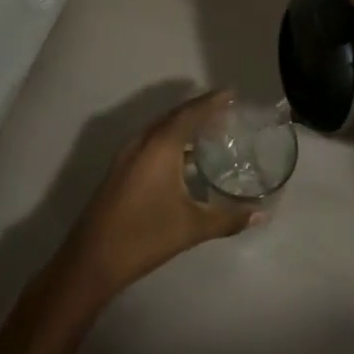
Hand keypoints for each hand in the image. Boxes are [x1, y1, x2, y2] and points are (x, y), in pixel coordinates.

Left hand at [64, 90, 255, 295]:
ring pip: (160, 129)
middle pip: (174, 116)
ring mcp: (127, 155)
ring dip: (184, 125)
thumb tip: (262, 213)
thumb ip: (228, 218)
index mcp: (160, 145)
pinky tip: (185, 158)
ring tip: (210, 131)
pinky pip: (151, 142)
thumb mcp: (192, 227)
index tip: (232, 93)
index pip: (190, 113)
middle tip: (226, 110)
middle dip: (199, 110)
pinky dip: (171, 140)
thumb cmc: (145, 236)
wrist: (92, 259)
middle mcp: (142, 141)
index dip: (212, 102)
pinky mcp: (120, 169)